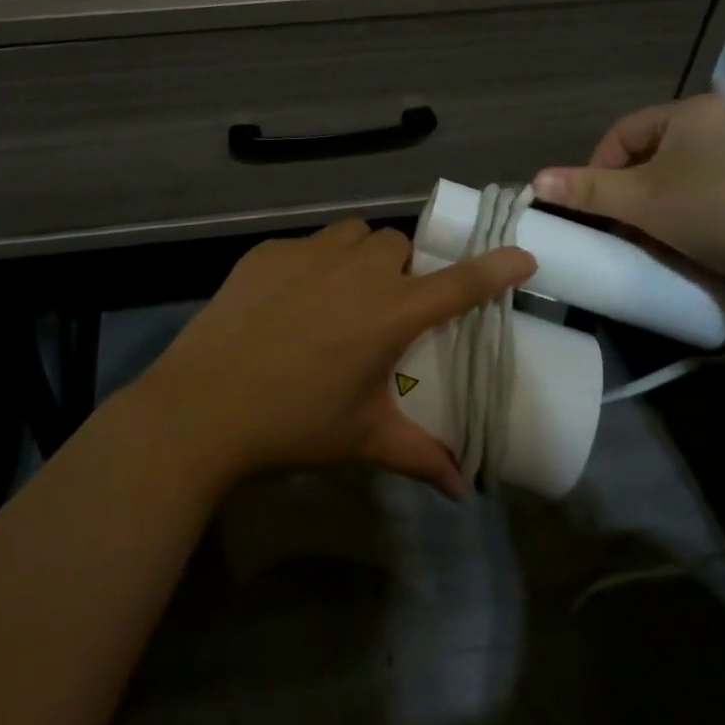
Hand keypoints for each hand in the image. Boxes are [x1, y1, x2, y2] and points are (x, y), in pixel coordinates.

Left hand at [130, 220, 534, 497]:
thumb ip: (419, 456)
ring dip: (360, 255)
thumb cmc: (293, 424)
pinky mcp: (266, 252)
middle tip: (387, 304)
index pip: (458, 284)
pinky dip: (312, 262)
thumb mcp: (362, 440)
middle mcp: (355, 272)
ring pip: (353, 234)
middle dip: (402, 268)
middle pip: (398, 245)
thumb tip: (462, 489)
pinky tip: (290, 299)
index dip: (495, 268)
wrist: (203, 406)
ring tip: (342, 292)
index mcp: (388, 313)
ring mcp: (307, 255)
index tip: (522, 256)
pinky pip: (305, 244)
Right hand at [531, 93, 724, 291]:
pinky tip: (689, 239)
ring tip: (653, 240)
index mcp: (689, 110)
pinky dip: (686, 210)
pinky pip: (704, 186)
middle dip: (628, 195)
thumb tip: (534, 181)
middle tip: (622, 230)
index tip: (595, 213)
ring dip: (654, 207)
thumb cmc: (717, 214)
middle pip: (647, 155)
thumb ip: (586, 190)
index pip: (620, 136)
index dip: (598, 173)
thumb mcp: (642, 202)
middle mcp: (719, 118)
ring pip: (674, 174)